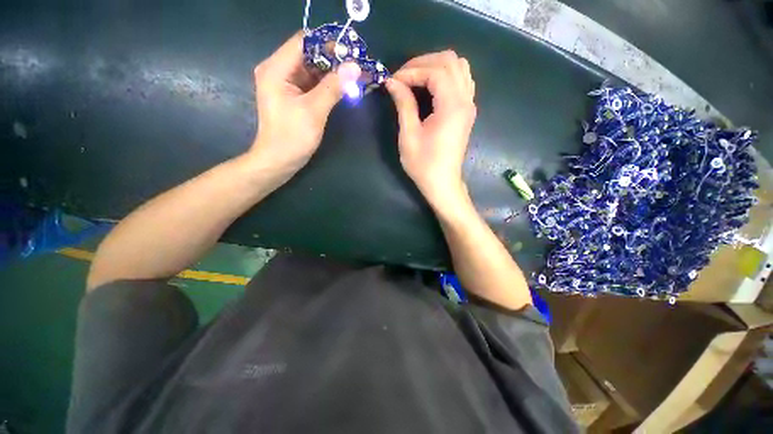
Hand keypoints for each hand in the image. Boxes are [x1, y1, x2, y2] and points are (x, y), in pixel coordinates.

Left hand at [248, 31, 360, 179]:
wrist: (279, 161)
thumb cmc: (292, 137)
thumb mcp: (314, 111)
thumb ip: (333, 87)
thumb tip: (354, 67)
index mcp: (276, 69)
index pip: (303, 42)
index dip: (327, 43)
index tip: (351, 52)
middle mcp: (278, 70)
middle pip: (308, 54)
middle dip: (332, 59)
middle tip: (356, 66)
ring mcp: (285, 84)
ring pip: (311, 69)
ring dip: (332, 72)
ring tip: (353, 76)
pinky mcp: (292, 96)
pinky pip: (311, 83)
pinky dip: (326, 84)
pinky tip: (342, 87)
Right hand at [385, 50, 475, 205]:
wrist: (442, 183)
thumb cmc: (424, 164)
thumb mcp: (409, 135)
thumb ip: (404, 104)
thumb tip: (393, 82)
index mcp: (452, 106)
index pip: (435, 71)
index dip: (411, 71)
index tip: (393, 81)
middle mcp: (465, 100)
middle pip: (450, 61)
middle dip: (423, 63)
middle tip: (403, 77)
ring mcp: (469, 105)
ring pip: (459, 67)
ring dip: (436, 67)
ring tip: (416, 79)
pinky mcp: (467, 112)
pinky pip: (462, 81)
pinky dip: (446, 76)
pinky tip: (431, 88)